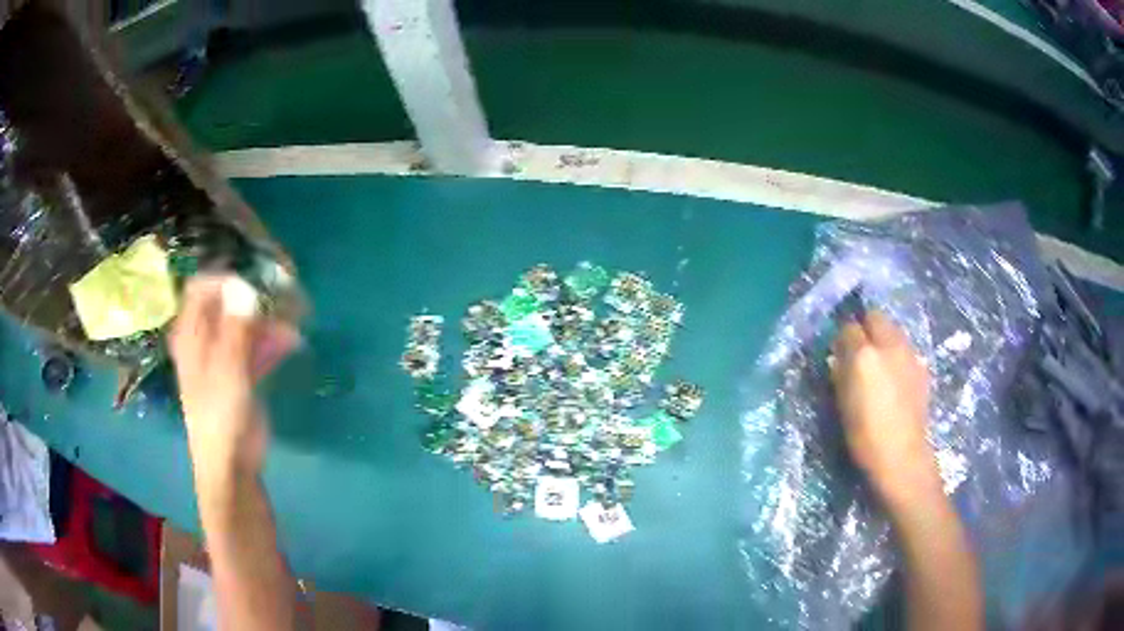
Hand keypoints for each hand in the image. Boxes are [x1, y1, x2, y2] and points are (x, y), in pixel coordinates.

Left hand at [169, 275, 298, 486]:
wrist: (231, 463)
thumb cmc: (220, 415)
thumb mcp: (227, 369)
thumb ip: (236, 327)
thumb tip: (246, 286)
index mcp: (191, 334)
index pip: (202, 287)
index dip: (227, 278)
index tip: (257, 281)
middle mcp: (204, 338)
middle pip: (226, 302)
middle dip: (255, 296)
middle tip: (285, 292)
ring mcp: (223, 354)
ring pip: (245, 323)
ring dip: (269, 318)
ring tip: (297, 317)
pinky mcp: (240, 372)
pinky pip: (255, 346)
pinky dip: (272, 341)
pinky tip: (293, 342)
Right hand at [830, 312, 941, 507]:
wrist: (902, 456)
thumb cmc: (865, 436)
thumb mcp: (844, 405)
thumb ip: (841, 374)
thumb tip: (839, 358)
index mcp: (865, 355)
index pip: (849, 327)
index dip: (842, 339)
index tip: (839, 353)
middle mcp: (890, 345)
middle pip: (876, 317)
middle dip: (866, 328)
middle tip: (859, 352)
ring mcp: (909, 354)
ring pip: (893, 331)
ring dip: (883, 340)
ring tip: (879, 367)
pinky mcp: (922, 367)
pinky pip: (905, 350)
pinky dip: (897, 356)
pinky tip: (895, 380)